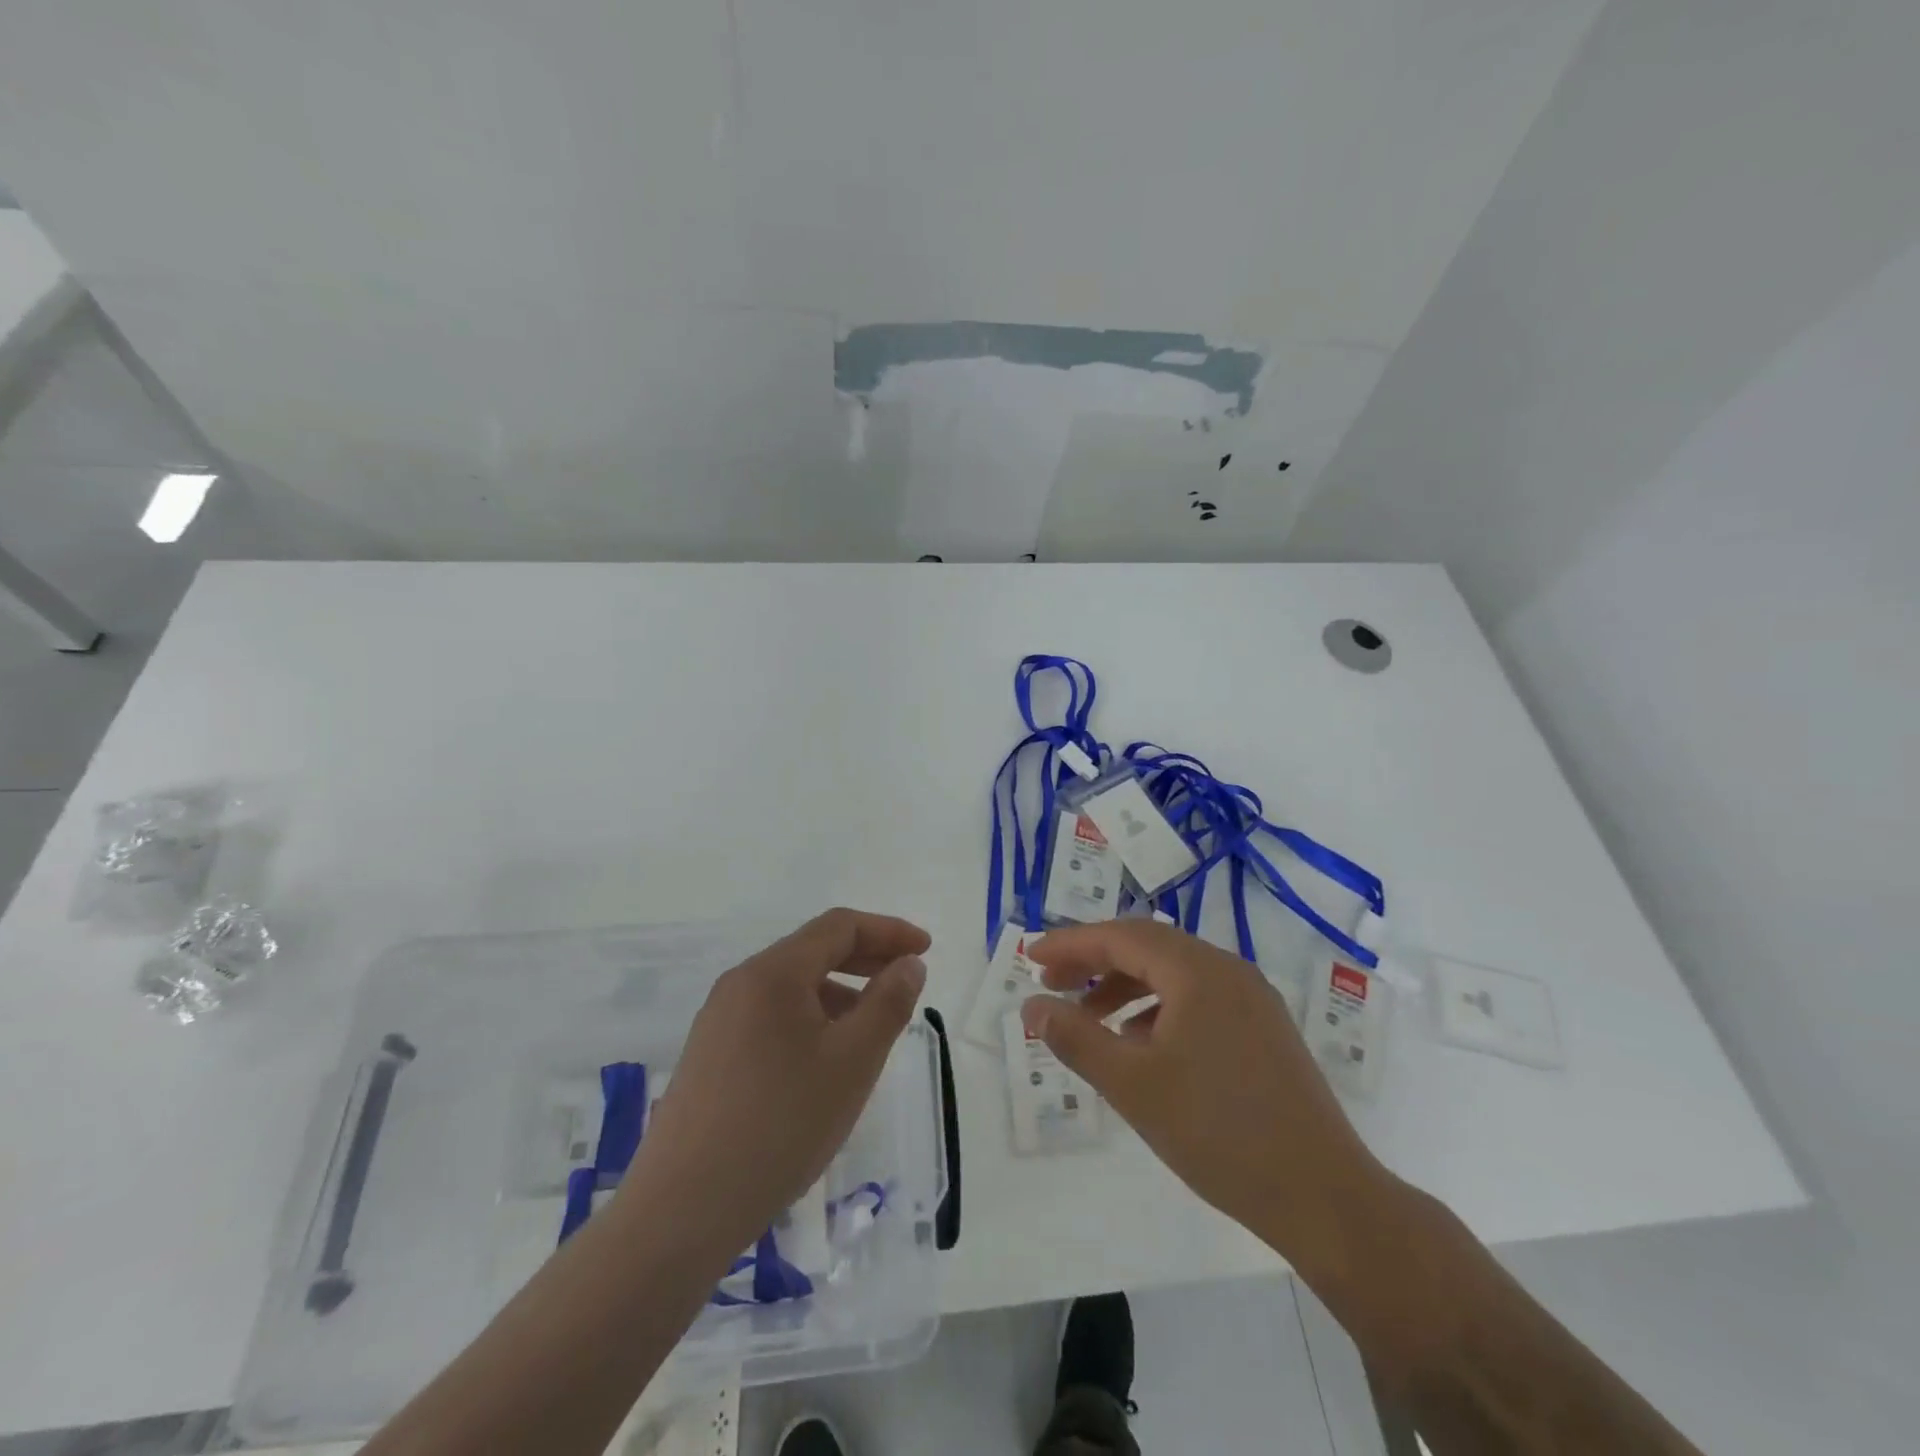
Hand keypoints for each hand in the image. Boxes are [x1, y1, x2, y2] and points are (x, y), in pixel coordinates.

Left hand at [618, 909, 929, 1254]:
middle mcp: (741, 983)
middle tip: (906, 981)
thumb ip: (888, 1003)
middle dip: (866, 958)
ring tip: (871, 1030)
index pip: (840, 926)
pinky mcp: (709, 1056)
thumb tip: (909, 964)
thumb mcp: (853, 1062)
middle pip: (813, 951)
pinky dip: (810, 1020)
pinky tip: (824, 1063)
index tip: (926, 950)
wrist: (682, 1211)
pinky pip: (771, 1017)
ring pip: (792, 987)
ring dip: (839, 992)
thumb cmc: (781, 1125)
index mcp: (774, 972)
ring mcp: (719, 1020)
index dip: (888, 931)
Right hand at [1023, 919, 1388, 1273]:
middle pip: (1147, 947)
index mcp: (1198, 971)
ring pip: (1173, 974)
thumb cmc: (1219, 1133)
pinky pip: (1197, 999)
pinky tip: (1139, 1044)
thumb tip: (1032, 1005)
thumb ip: (1076, 1038)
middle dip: (1094, 962)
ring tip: (1088, 1019)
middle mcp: (1228, 970)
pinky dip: (1158, 1009)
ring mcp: (1252, 999)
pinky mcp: (1263, 1029)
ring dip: (1125, 986)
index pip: (1121, 937)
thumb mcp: (1133, 1085)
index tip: (1029, 956)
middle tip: (1051, 984)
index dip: (1070, 944)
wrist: (1323, 1196)